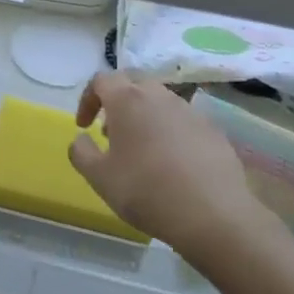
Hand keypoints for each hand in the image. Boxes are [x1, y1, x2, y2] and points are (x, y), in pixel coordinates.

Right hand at [68, 72, 278, 272]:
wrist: (212, 214)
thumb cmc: (145, 191)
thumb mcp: (99, 177)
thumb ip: (81, 152)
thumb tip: (81, 139)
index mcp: (127, 100)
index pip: (102, 80)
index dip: (87, 99)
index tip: (83, 126)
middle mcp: (160, 96)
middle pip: (133, 83)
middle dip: (117, 101)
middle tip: (111, 132)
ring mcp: (190, 111)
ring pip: (160, 101)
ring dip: (144, 115)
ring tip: (140, 149)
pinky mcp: (212, 129)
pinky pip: (183, 120)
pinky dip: (169, 131)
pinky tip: (171, 162)